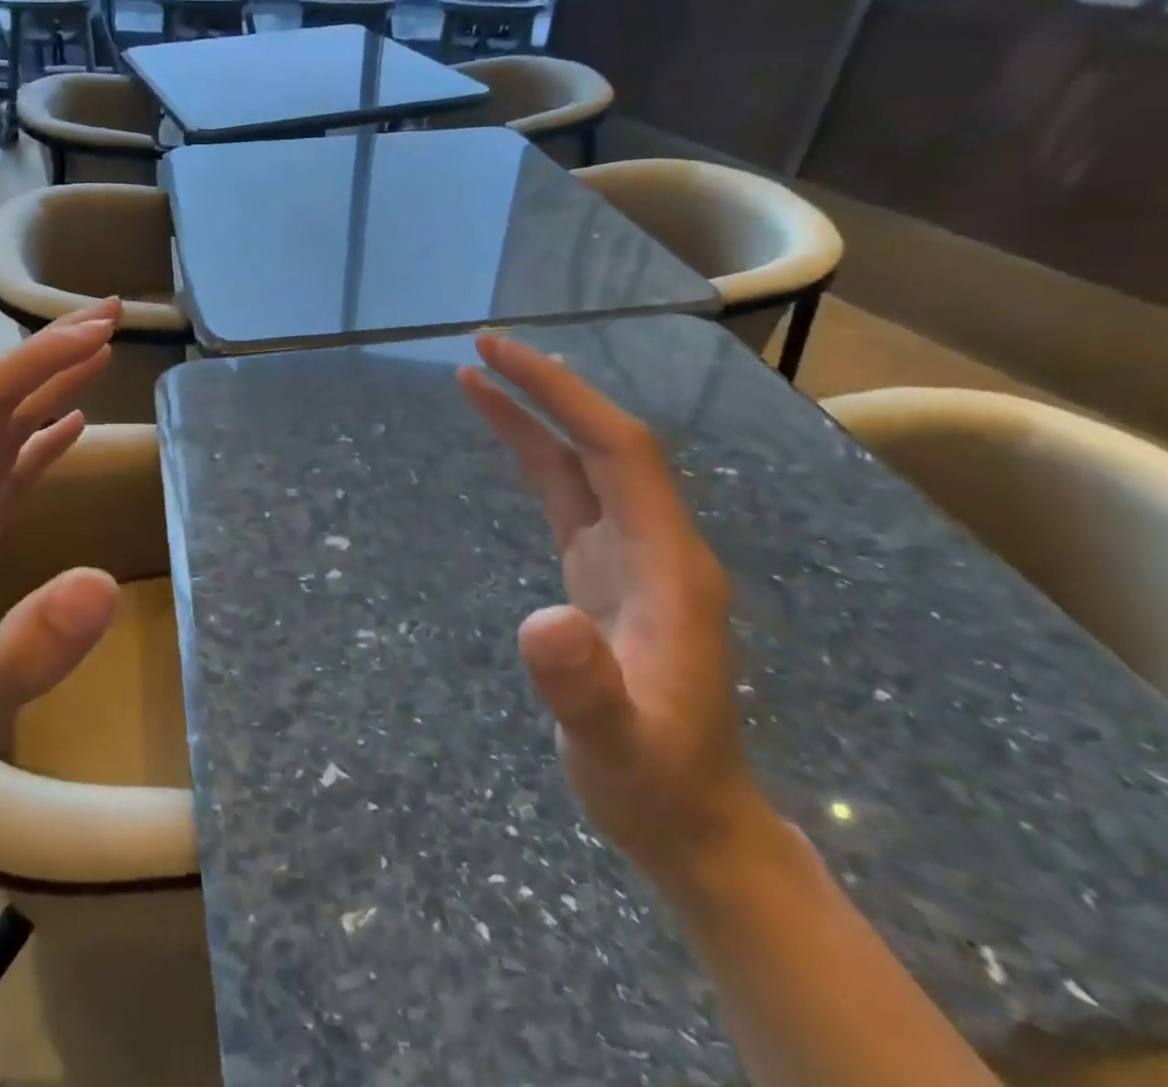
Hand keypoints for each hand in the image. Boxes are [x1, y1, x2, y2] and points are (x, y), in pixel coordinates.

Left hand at [0, 302, 126, 841]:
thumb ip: (30, 649)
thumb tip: (104, 584)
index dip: (30, 364)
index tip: (94, 334)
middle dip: (46, 354)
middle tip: (112, 317)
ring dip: (47, 384)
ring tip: (101, 348)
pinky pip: (5, 470)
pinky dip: (41, 437)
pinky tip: (73, 422)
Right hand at [458, 333, 774, 887]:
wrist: (692, 821)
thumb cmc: (655, 784)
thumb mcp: (615, 747)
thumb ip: (584, 688)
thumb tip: (541, 622)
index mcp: (668, 564)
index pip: (618, 451)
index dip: (562, 396)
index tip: (499, 358)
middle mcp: (655, 544)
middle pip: (603, 441)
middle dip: (546, 388)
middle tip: (481, 346)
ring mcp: (631, 556)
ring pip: (583, 463)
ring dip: (534, 415)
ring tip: (475, 378)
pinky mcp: (604, 570)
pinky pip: (568, 495)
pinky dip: (533, 457)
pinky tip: (506, 441)